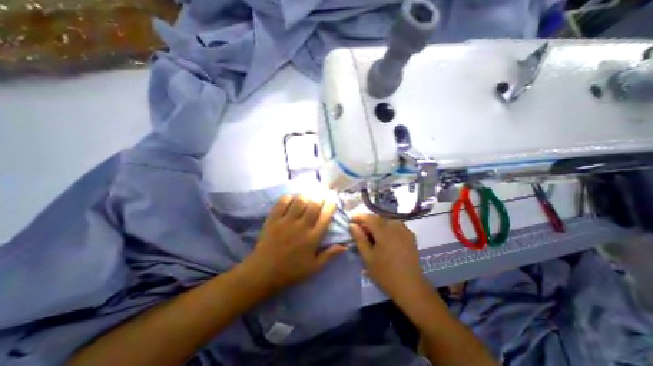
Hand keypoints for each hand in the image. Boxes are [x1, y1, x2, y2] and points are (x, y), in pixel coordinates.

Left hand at [245, 196, 346, 293]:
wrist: (264, 272)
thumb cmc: (292, 270)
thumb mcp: (314, 267)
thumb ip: (329, 255)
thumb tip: (345, 245)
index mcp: (313, 238)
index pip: (325, 216)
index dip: (330, 205)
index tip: (332, 199)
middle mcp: (301, 226)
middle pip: (314, 205)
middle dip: (319, 197)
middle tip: (320, 194)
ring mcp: (286, 222)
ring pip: (299, 201)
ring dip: (305, 196)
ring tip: (307, 195)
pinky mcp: (273, 220)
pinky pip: (282, 203)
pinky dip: (288, 197)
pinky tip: (291, 198)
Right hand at [349, 215, 425, 300]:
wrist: (409, 286)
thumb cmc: (385, 273)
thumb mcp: (368, 257)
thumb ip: (359, 238)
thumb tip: (352, 225)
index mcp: (384, 232)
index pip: (369, 217)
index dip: (359, 216)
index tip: (351, 220)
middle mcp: (396, 227)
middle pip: (378, 218)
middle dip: (368, 222)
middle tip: (361, 231)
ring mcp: (405, 230)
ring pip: (387, 221)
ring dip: (378, 225)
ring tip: (373, 234)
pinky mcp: (411, 236)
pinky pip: (396, 226)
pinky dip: (388, 228)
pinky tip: (386, 237)